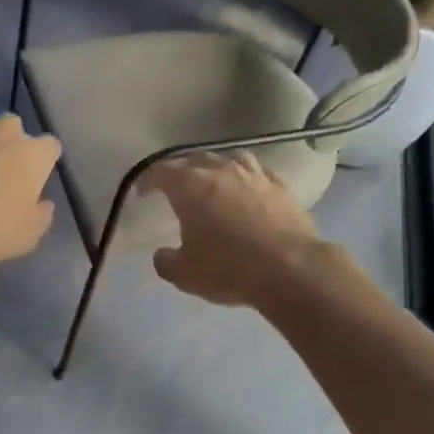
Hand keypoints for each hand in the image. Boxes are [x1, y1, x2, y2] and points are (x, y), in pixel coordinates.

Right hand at [140, 153, 325, 307]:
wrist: (290, 269)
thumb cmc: (229, 269)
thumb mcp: (185, 275)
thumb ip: (166, 261)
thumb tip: (162, 254)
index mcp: (190, 187)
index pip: (161, 171)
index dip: (148, 180)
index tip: (143, 192)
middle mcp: (221, 171)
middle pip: (194, 159)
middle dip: (181, 171)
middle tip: (175, 188)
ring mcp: (254, 175)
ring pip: (229, 159)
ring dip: (217, 168)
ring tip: (214, 183)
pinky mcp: (281, 187)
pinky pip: (259, 173)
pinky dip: (248, 179)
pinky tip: (250, 191)